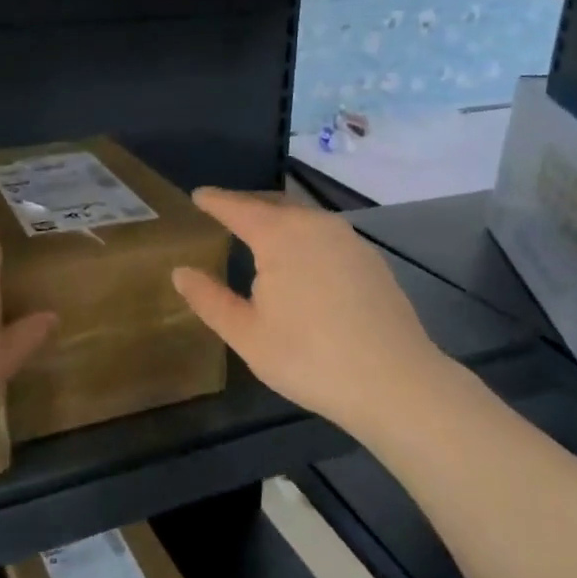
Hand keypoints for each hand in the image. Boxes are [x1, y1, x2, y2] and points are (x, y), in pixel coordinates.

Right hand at [172, 189, 454, 435]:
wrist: (395, 381)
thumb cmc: (309, 357)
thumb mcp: (247, 334)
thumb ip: (209, 299)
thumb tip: (181, 272)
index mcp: (280, 235)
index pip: (238, 207)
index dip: (215, 201)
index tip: (198, 196)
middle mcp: (316, 224)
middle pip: (273, 204)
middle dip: (246, 205)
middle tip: (224, 212)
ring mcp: (349, 239)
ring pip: (303, 217)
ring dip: (277, 219)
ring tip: (259, 234)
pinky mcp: (371, 259)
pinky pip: (326, 234)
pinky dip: (303, 236)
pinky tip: (302, 259)